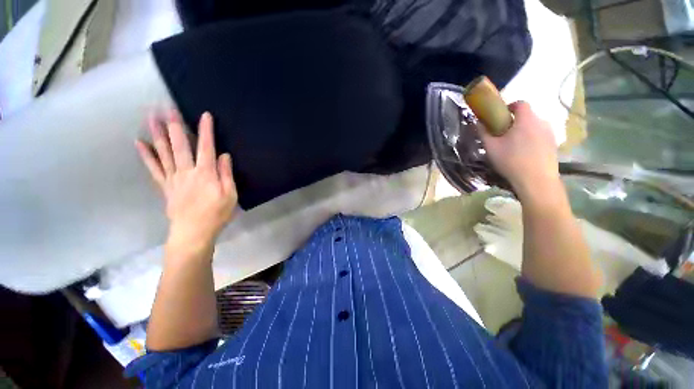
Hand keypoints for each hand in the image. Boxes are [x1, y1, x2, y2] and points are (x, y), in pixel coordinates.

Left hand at [135, 111, 236, 251]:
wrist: (193, 232)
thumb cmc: (217, 213)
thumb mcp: (230, 195)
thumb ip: (226, 174)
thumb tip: (224, 155)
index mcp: (206, 173)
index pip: (206, 147)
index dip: (206, 131)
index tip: (204, 115)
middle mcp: (187, 171)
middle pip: (180, 145)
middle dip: (175, 126)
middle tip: (167, 108)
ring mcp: (173, 178)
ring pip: (164, 152)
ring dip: (158, 134)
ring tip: (151, 118)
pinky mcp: (165, 186)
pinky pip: (153, 168)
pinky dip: (146, 155)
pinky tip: (139, 143)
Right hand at [477, 101, 560, 201]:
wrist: (536, 180)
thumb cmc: (511, 161)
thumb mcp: (491, 147)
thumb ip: (483, 133)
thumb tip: (477, 122)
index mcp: (526, 119)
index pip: (520, 103)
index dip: (510, 106)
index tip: (501, 115)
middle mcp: (541, 122)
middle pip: (527, 116)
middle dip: (515, 122)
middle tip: (503, 134)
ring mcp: (550, 134)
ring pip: (534, 127)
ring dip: (524, 131)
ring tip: (514, 146)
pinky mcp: (554, 145)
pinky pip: (540, 136)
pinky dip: (532, 140)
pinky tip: (524, 154)